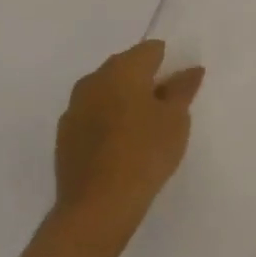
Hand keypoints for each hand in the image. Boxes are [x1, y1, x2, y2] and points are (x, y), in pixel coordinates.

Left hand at [54, 40, 203, 238]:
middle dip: (144, 80)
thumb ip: (183, 89)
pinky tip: (119, 145)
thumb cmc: (145, 154)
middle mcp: (94, 79)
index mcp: (123, 69)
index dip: (168, 63)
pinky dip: (106, 120)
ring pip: (106, 91)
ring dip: (123, 100)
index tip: (178, 88)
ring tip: (142, 129)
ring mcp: (74, 107)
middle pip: (125, 66)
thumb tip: (191, 69)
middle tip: (164, 108)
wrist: (97, 207)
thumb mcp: (176, 120)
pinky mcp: (64, 134)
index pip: (150, 49)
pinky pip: (91, 114)